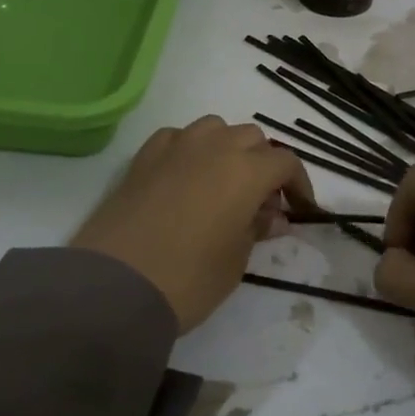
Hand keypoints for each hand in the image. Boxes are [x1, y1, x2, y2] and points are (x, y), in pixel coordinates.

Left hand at [72, 117, 314, 333]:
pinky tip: (186, 177)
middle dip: (264, 165)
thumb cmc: (188, 278)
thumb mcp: (236, 261)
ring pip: (215, 129)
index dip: (299, 185)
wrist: (114, 286)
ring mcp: (175, 147)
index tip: (300, 210)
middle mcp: (214, 147)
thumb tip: (273, 216)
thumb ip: (257, 230)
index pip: (285, 162)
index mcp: (246, 171)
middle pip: (252, 139)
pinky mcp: (142, 158)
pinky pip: (177, 138)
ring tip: (224, 184)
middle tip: (261, 203)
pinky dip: (190, 150)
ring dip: (228, 149)